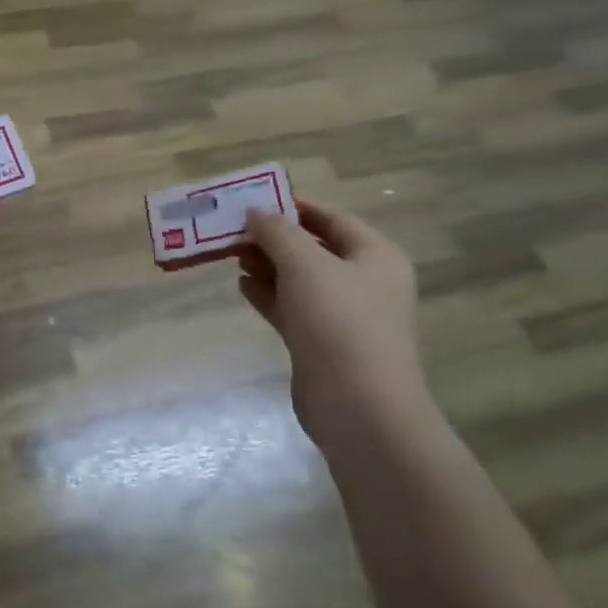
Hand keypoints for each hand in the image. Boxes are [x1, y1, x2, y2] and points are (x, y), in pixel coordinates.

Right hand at [240, 201, 431, 448]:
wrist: (358, 406)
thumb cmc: (338, 321)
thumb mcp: (305, 264)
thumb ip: (278, 233)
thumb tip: (257, 212)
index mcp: (375, 256)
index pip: (333, 219)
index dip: (295, 207)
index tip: (257, 201)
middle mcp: (364, 283)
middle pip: (314, 249)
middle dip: (275, 239)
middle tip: (234, 230)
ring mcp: (343, 317)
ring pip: (300, 281)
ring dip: (268, 266)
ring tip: (232, 255)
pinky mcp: (322, 344)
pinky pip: (292, 309)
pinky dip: (269, 296)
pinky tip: (242, 286)